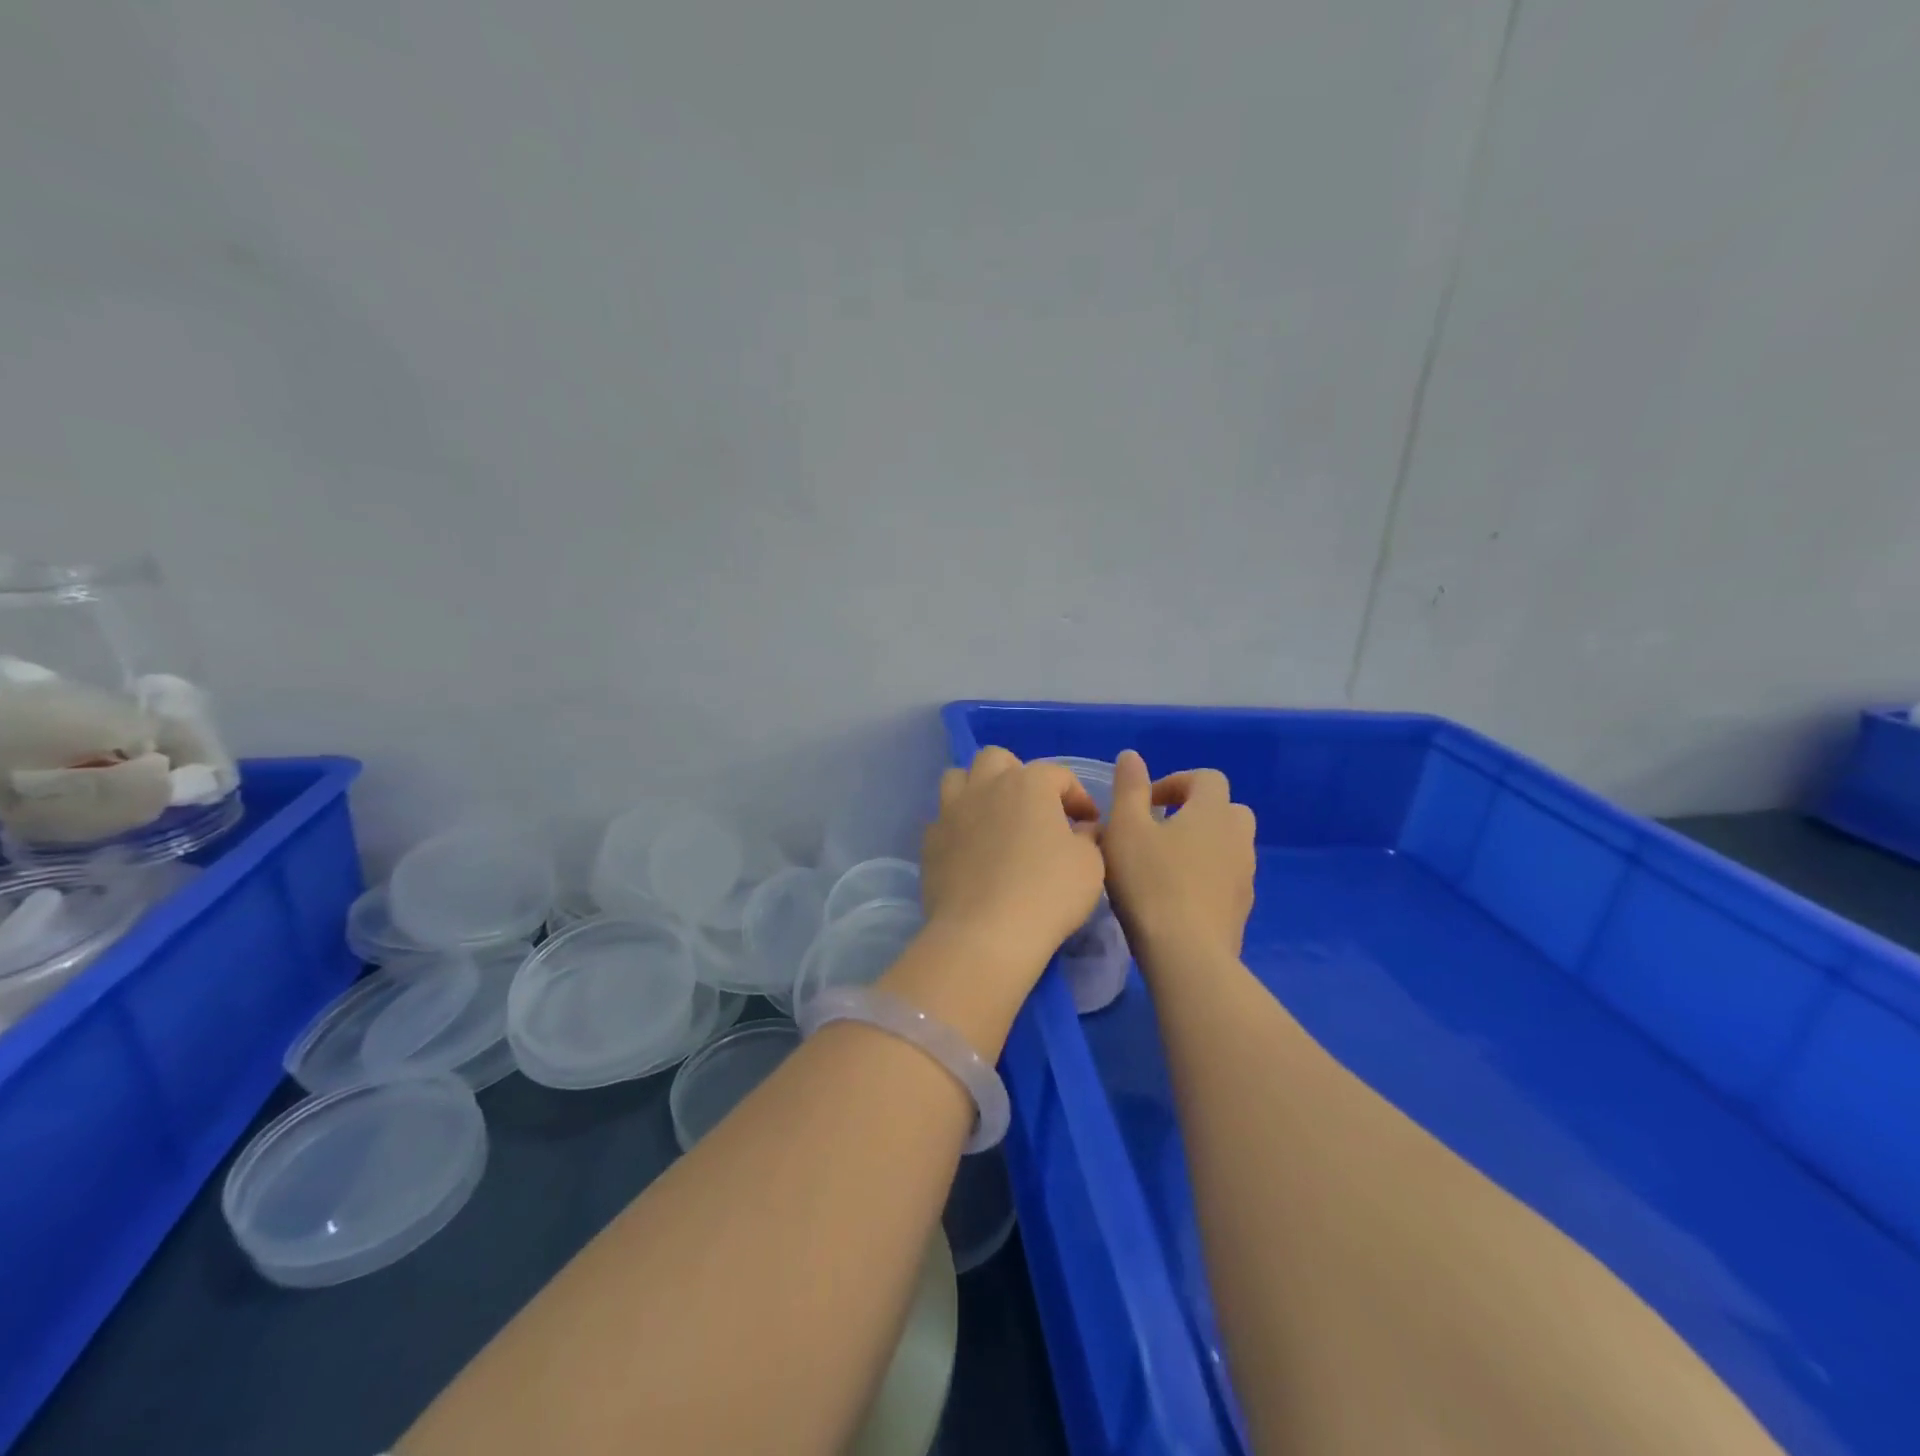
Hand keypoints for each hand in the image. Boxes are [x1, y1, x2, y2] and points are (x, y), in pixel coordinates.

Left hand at [919, 747, 1105, 980]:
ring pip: (959, 778)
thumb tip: (1081, 829)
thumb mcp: (1090, 865)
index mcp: (1028, 783)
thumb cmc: (1047, 893)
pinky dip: (959, 825)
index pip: (1058, 774)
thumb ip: (1088, 837)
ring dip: (978, 789)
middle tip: (1034, 808)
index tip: (1088, 823)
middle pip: (998, 759)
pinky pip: (943, 818)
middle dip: (1018, 775)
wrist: (984, 933)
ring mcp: (951, 811)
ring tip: (995, 818)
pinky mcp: (930, 840)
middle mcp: (986, 786)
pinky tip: (972, 850)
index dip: (1078, 796)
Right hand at [1102, 750, 1255, 965]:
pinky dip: (1208, 876)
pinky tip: (1177, 896)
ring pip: (1229, 845)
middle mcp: (1238, 837)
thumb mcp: (1124, 828)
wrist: (1186, 954)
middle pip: (1226, 809)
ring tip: (1166, 864)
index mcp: (1213, 811)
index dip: (1175, 783)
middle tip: (1160, 830)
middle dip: (1196, 812)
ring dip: (1203, 845)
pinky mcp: (1243, 908)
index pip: (1206, 778)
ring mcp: (1245, 875)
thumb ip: (1128, 788)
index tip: (1145, 804)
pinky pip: (1227, 878)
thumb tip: (1132, 756)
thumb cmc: (1149, 882)